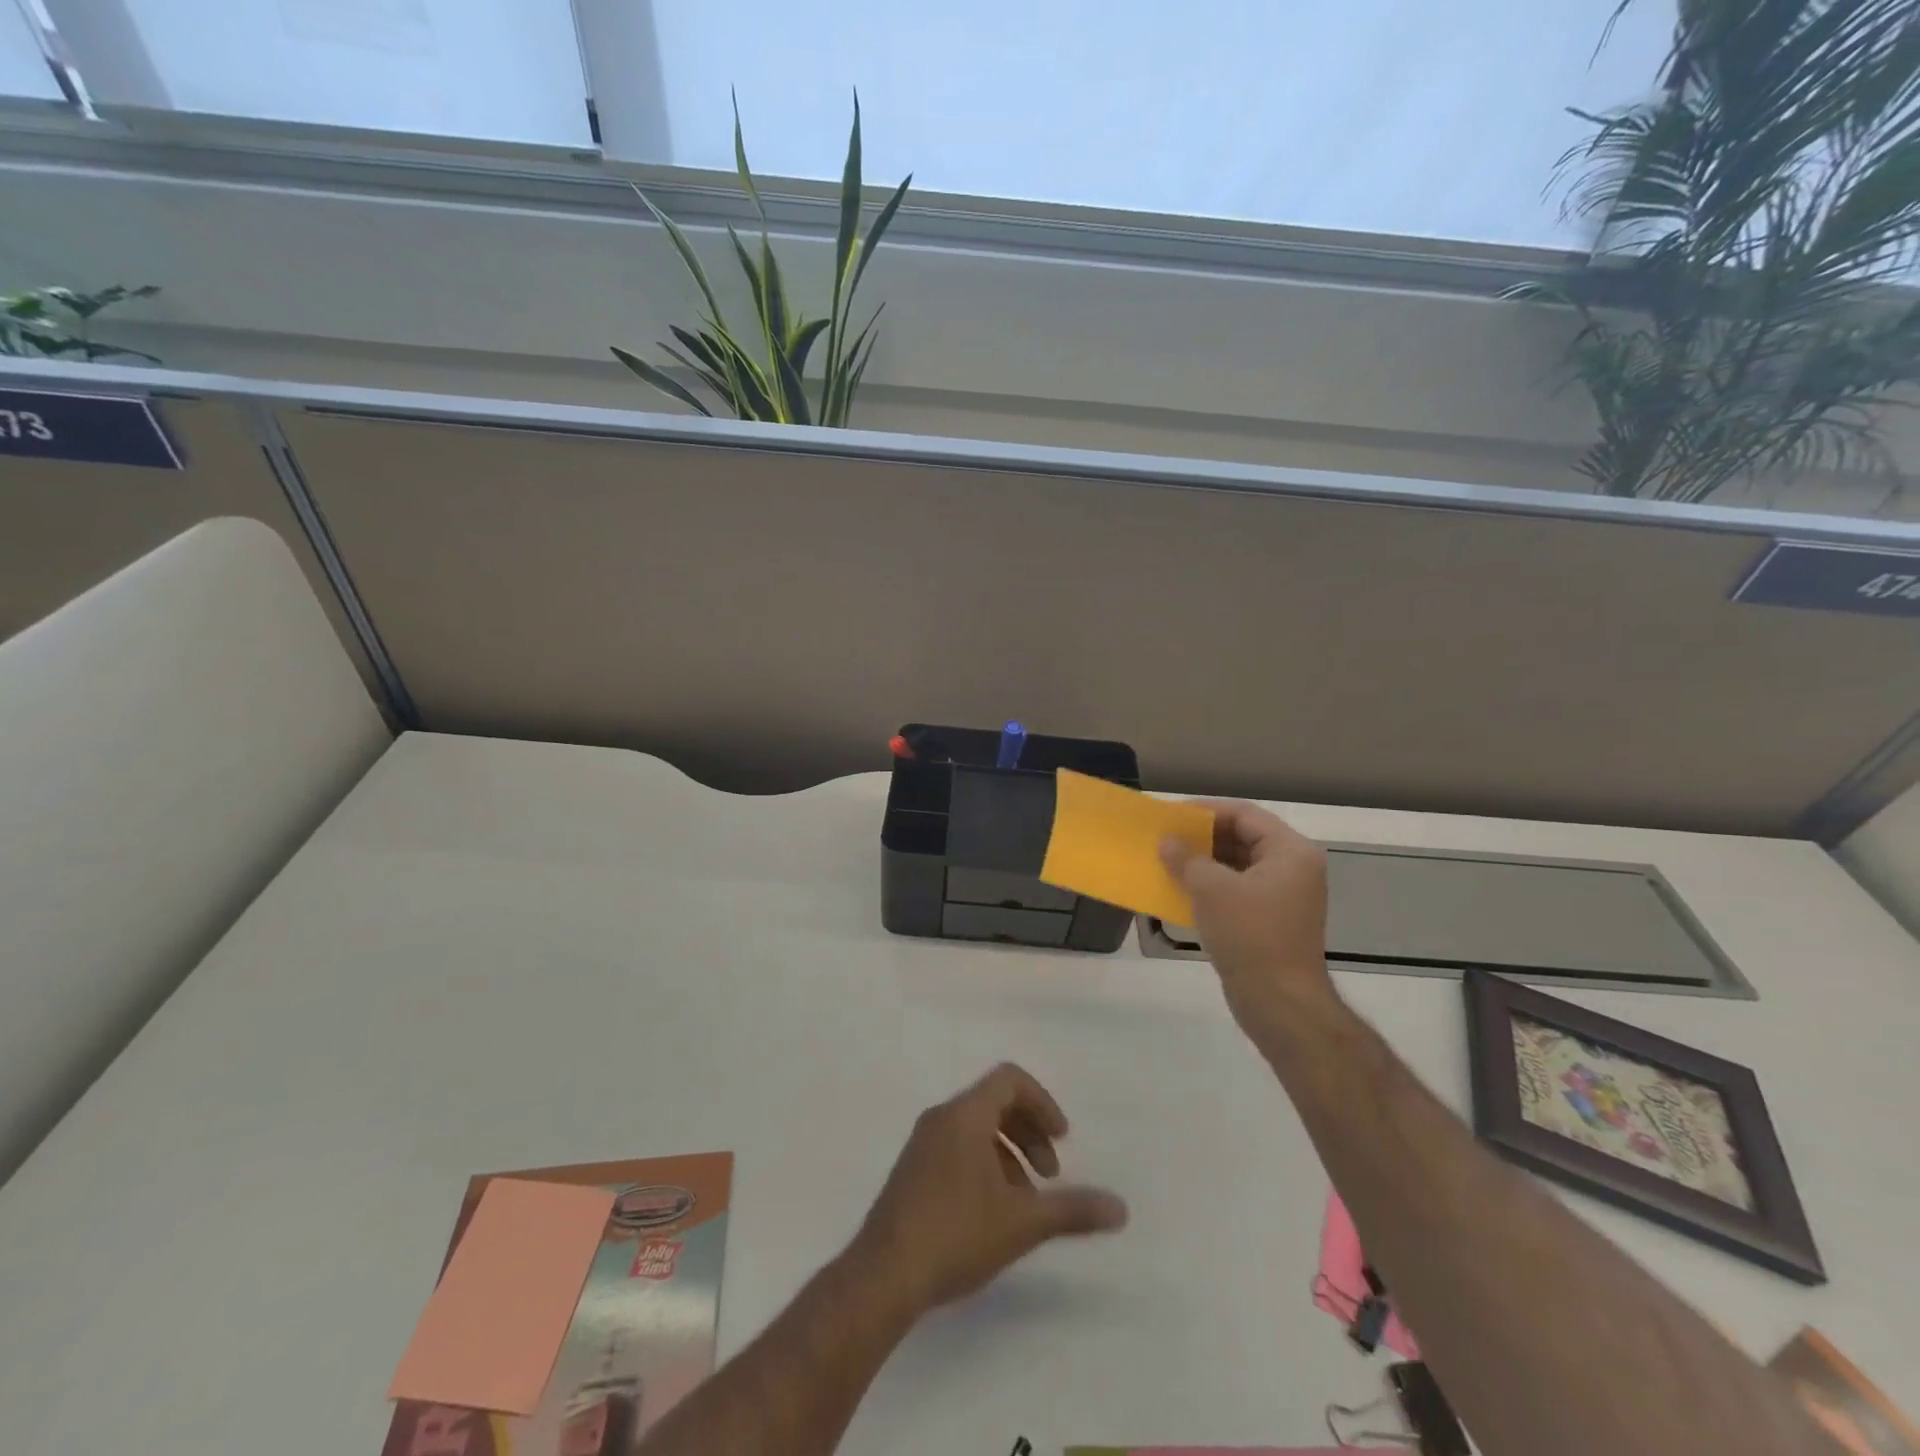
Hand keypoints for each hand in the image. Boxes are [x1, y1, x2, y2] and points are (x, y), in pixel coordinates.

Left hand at [849, 1063, 1127, 1315]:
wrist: (884, 1274)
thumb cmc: (956, 1232)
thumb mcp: (1023, 1222)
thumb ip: (1073, 1210)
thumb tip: (1121, 1208)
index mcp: (965, 1114)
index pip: (1010, 1079)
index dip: (1042, 1103)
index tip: (1062, 1140)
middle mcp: (941, 1117)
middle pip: (995, 1102)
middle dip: (1030, 1132)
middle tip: (1051, 1174)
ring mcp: (922, 1143)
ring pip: (976, 1128)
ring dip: (1009, 1153)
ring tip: (1026, 1201)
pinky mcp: (911, 1170)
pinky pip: (957, 1147)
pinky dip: (985, 1164)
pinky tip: (993, 1213)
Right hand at [1159, 800, 1338, 1034]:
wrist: (1280, 1003)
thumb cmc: (1250, 935)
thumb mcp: (1211, 889)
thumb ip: (1187, 858)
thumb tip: (1167, 841)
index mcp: (1290, 852)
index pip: (1245, 815)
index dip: (1206, 811)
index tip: (1172, 815)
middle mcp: (1293, 869)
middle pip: (1243, 838)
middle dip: (1203, 838)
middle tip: (1166, 838)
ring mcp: (1284, 897)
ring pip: (1238, 866)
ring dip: (1203, 863)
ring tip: (1167, 861)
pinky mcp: (1271, 922)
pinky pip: (1237, 892)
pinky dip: (1211, 888)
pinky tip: (1181, 891)